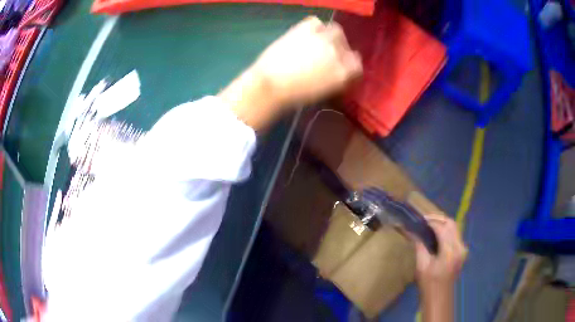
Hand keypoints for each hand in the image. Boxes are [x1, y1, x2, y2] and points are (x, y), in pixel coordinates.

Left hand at [251, 16, 361, 106]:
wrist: (270, 85)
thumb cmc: (295, 96)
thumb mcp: (324, 92)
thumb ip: (336, 80)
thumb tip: (338, 72)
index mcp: (344, 72)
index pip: (357, 64)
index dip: (349, 65)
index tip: (341, 67)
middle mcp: (338, 53)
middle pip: (347, 46)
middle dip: (340, 50)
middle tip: (327, 55)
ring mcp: (323, 38)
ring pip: (336, 31)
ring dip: (330, 36)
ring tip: (319, 42)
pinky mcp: (305, 29)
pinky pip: (316, 21)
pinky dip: (315, 26)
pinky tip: (307, 34)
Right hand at [413, 215, 466, 321]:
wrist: (440, 297)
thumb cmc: (429, 284)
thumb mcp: (421, 266)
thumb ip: (419, 246)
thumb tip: (412, 231)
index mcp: (450, 251)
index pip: (442, 228)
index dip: (431, 222)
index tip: (420, 220)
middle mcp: (460, 247)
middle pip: (451, 223)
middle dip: (438, 219)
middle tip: (424, 220)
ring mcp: (463, 248)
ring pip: (455, 227)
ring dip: (443, 223)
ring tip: (429, 225)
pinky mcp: (462, 251)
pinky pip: (455, 234)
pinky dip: (447, 230)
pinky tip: (437, 234)